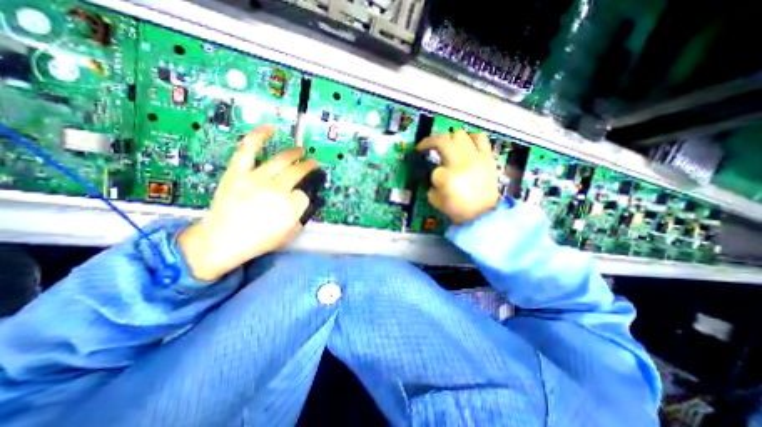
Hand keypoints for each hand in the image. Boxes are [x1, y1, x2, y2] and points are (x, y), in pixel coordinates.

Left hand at [177, 126, 317, 281]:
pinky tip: (271, 128)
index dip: (303, 195)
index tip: (299, 197)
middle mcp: (276, 189)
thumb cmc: (258, 241)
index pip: (304, 194)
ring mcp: (256, 178)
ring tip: (301, 150)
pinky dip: (259, 136)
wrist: (221, 241)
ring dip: (294, 154)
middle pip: (297, 173)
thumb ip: (299, 215)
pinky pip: (249, 149)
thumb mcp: (288, 233)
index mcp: (289, 207)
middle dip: (308, 167)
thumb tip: (300, 199)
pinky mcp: (238, 172)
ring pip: (281, 160)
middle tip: (312, 163)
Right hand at [416, 130, 501, 223]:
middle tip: (425, 147)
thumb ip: (431, 186)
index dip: (432, 174)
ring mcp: (476, 157)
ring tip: (447, 145)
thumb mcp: (436, 202)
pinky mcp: (487, 157)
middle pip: (443, 141)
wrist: (484, 214)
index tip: (432, 178)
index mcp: (447, 178)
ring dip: (449, 138)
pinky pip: (480, 138)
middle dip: (430, 142)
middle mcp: (461, 162)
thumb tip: (435, 174)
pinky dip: (471, 137)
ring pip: (460, 134)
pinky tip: (466, 143)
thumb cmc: (459, 209)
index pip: (434, 169)